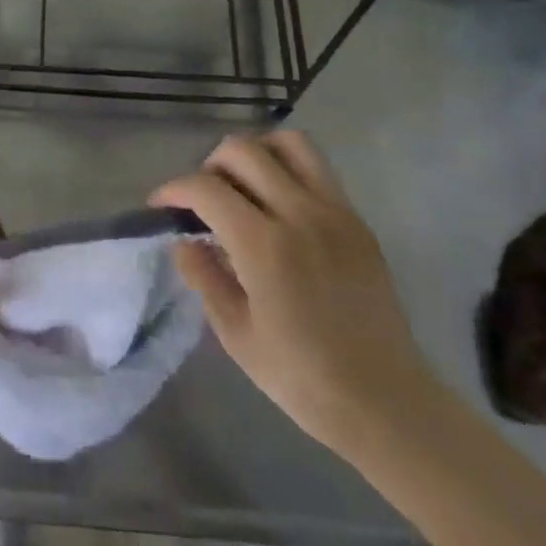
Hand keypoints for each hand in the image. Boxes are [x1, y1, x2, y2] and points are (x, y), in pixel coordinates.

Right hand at [151, 131, 432, 452]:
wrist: (386, 401)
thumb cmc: (302, 377)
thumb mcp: (235, 334)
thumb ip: (204, 277)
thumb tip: (184, 242)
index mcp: (264, 245)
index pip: (206, 188)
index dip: (173, 189)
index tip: (160, 206)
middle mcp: (300, 213)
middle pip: (242, 151)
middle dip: (208, 166)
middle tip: (201, 199)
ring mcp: (335, 212)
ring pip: (288, 143)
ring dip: (255, 153)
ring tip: (242, 186)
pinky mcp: (357, 220)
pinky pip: (317, 169)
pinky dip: (287, 169)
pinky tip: (277, 207)